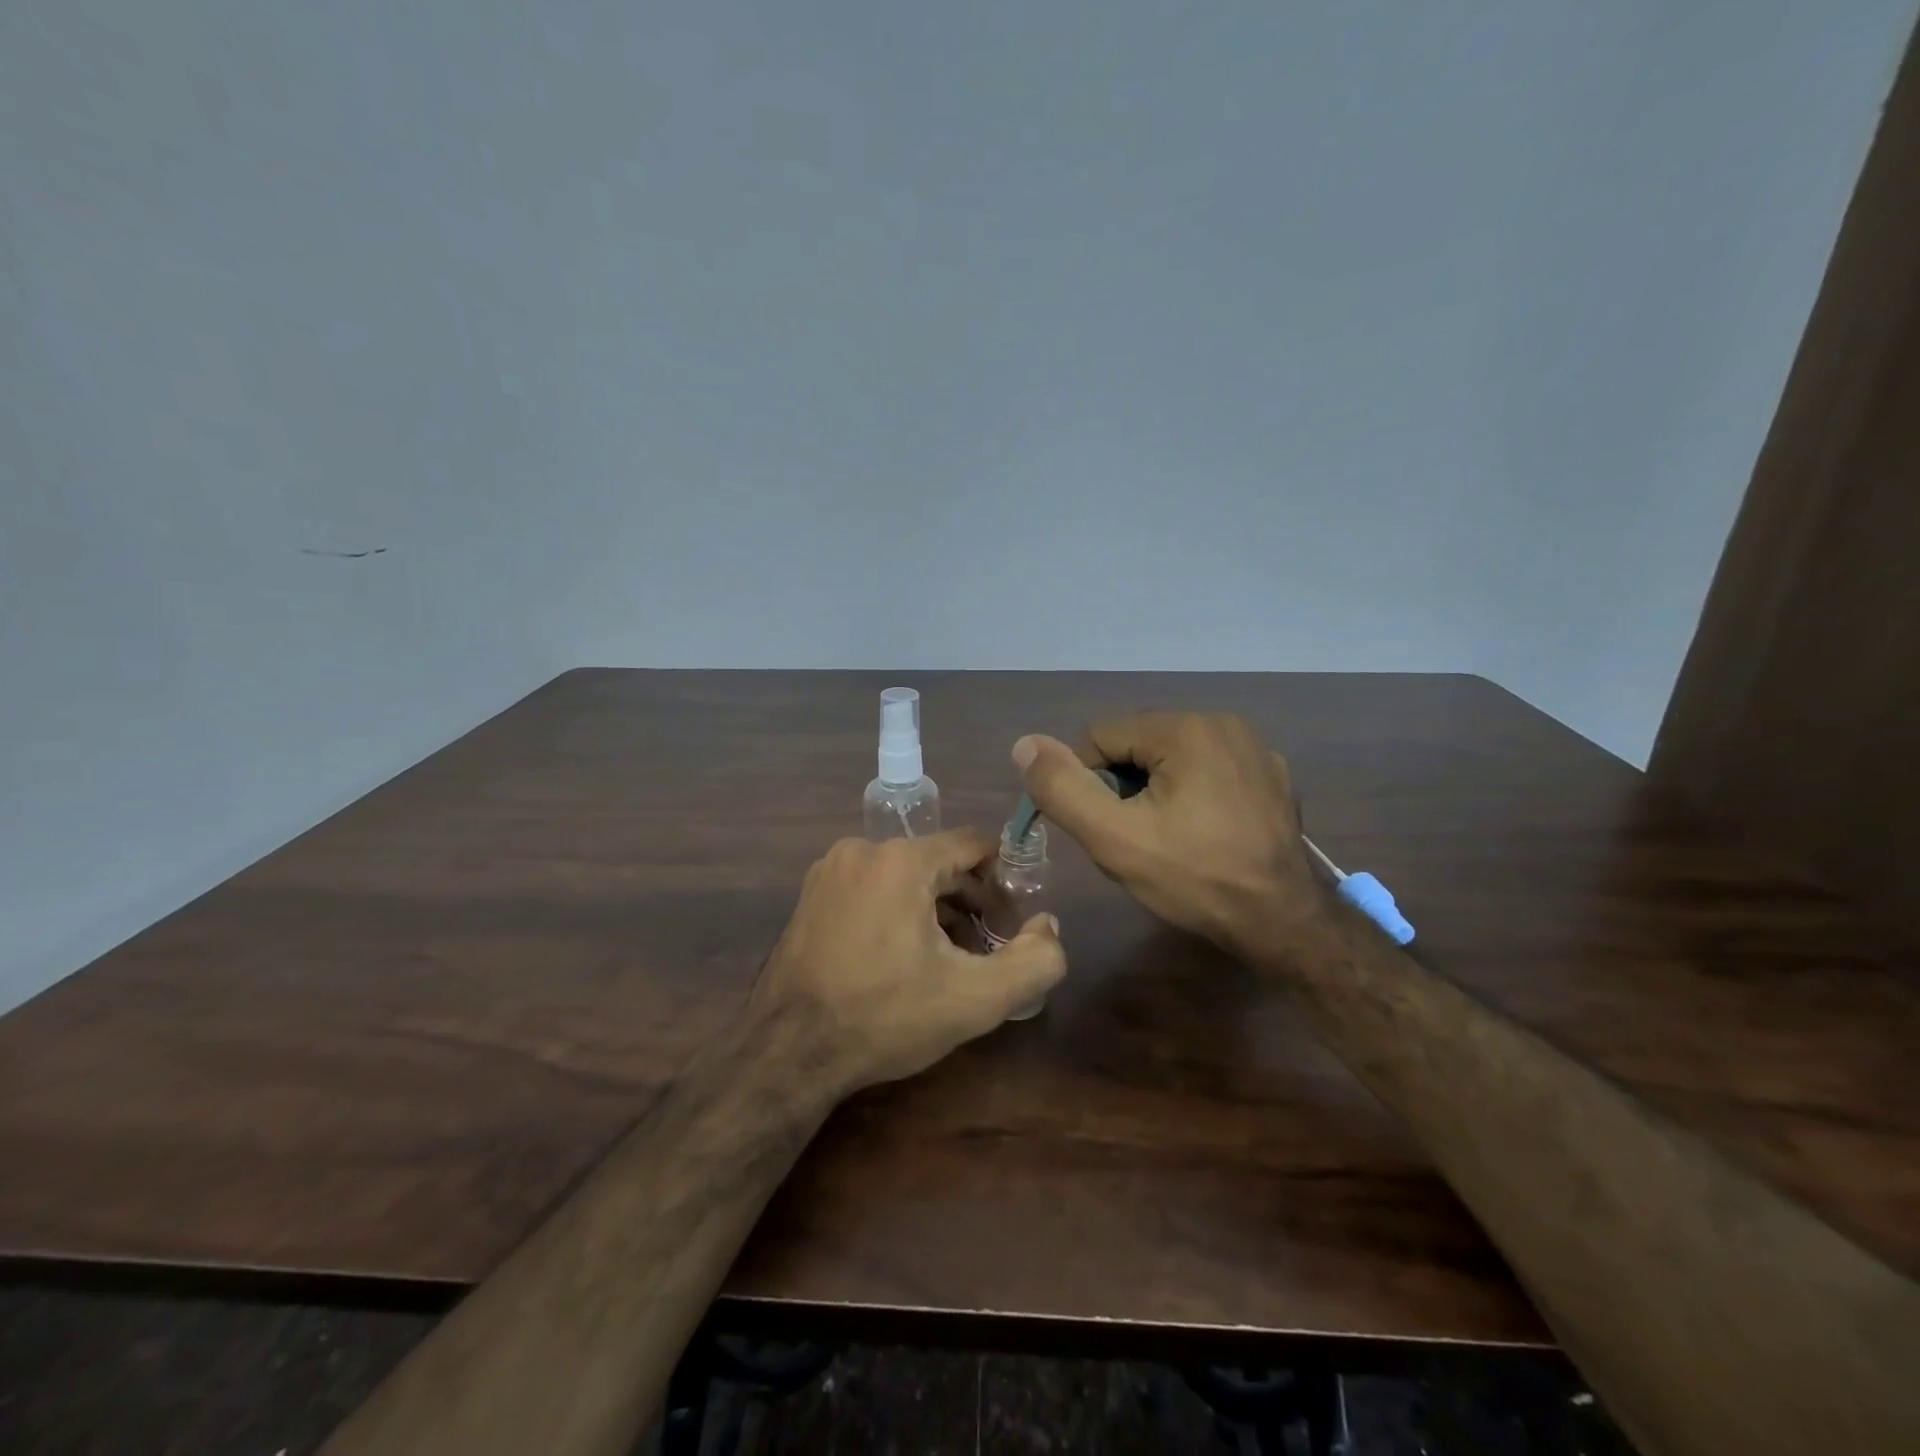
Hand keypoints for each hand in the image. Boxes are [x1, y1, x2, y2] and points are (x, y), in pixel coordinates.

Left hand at [751, 829, 1066, 1095]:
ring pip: (904, 876)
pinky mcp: (810, 896)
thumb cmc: (884, 1017)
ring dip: (935, 908)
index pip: (973, 843)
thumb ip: (1035, 961)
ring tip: (950, 957)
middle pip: (938, 861)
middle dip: (971, 899)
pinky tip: (903, 958)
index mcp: (901, 860)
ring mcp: (829, 871)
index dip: (1005, 878)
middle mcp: (861, 850)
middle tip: (989, 945)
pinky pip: (871, 889)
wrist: (787, 1054)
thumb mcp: (974, 999)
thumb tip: (1049, 926)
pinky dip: (897, 912)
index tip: (1016, 917)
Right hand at [1012, 713, 1324, 955]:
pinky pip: (1209, 770)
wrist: (1284, 923)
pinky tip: (1205, 834)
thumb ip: (1063, 788)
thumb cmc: (1195, 878)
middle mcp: (1223, 722)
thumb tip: (1025, 744)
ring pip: (1172, 758)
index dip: (1088, 784)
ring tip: (1169, 840)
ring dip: (1156, 792)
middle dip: (1124, 788)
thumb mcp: (1114, 838)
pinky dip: (1194, 794)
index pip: (1100, 737)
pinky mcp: (1272, 775)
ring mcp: (1255, 748)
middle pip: (1137, 745)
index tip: (1105, 829)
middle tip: (1137, 839)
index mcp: (1185, 728)